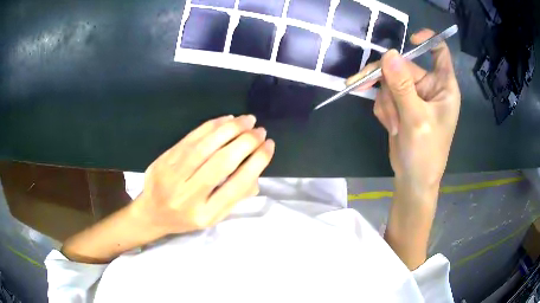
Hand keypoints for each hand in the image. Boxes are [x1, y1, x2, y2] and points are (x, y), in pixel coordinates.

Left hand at [131, 115, 274, 236]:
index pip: (237, 185)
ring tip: (247, 120)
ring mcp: (172, 176)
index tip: (269, 145)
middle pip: (221, 163)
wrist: (152, 213)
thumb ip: (237, 196)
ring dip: (230, 129)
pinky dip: (211, 126)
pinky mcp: (163, 160)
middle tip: (260, 130)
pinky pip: (190, 138)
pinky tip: (226, 119)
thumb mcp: (214, 217)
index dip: (257, 162)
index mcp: (205, 214)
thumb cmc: (187, 218)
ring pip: (205, 146)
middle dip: (246, 142)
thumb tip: (256, 170)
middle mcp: (188, 196)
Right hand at [349, 29, 460, 190]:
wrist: (413, 179)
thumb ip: (403, 86)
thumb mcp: (416, 119)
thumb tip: (390, 54)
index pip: (439, 51)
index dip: (427, 40)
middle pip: (403, 66)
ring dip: (387, 103)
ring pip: (389, 81)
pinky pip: (385, 95)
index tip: (409, 40)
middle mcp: (429, 87)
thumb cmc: (426, 152)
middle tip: (366, 87)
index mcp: (443, 86)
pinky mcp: (400, 105)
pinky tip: (390, 126)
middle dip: (388, 82)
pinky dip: (384, 110)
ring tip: (394, 125)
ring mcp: (413, 95)